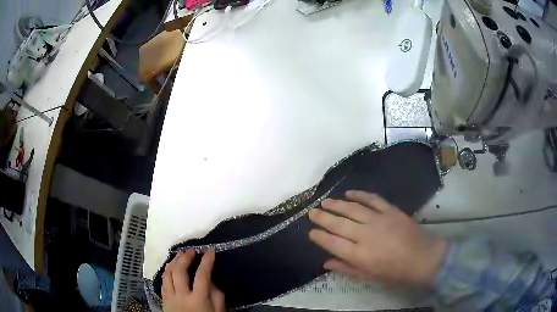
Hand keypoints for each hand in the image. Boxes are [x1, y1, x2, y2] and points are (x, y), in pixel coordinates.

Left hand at [162, 249, 225, 311]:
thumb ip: (217, 295)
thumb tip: (210, 280)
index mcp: (198, 300)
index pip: (202, 275)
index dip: (207, 261)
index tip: (210, 251)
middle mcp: (182, 296)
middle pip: (179, 271)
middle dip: (185, 257)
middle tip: (191, 250)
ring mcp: (170, 297)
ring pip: (167, 274)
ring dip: (173, 261)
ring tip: (180, 255)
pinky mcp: (164, 299)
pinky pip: (163, 281)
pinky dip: (167, 272)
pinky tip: (171, 268)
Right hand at [308, 191, 445, 285]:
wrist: (423, 257)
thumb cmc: (395, 272)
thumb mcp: (369, 276)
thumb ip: (346, 268)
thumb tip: (326, 262)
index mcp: (359, 255)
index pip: (332, 243)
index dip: (319, 236)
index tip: (310, 232)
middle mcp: (366, 235)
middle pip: (338, 223)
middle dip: (322, 217)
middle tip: (311, 212)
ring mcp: (379, 220)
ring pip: (352, 208)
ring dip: (336, 204)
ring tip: (324, 202)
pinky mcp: (390, 210)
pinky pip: (372, 199)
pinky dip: (359, 194)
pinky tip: (349, 192)